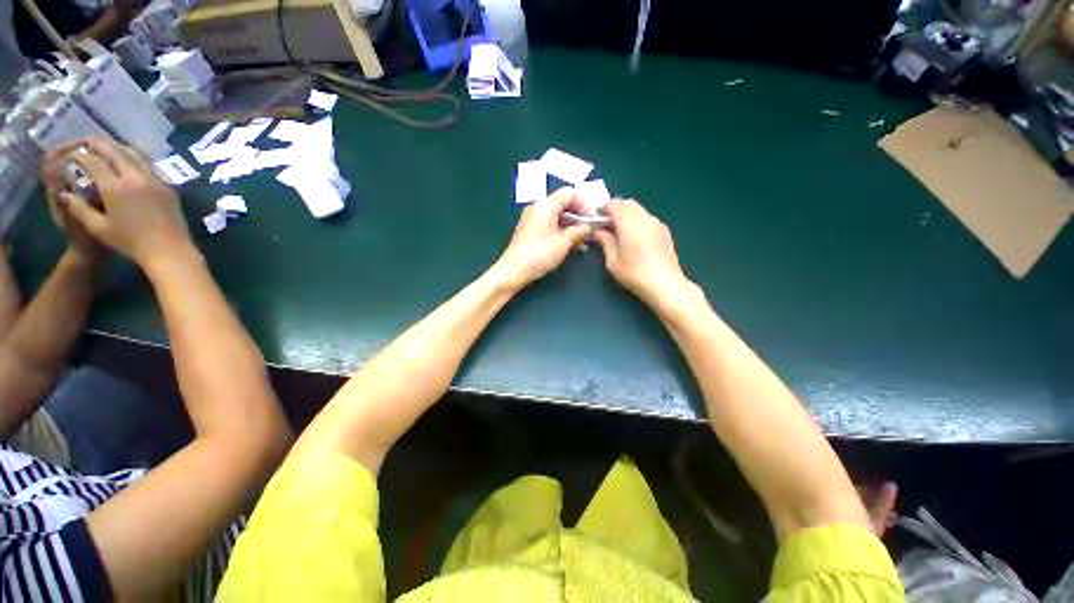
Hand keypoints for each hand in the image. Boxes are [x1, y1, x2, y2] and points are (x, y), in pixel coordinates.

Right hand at [51, 138, 193, 270]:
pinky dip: (135, 158)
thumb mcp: (98, 228)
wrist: (169, 250)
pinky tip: (129, 161)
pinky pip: (149, 165)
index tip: (71, 153)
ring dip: (118, 147)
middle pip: (115, 151)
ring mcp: (155, 180)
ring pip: (134, 154)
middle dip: (98, 144)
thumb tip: (63, 193)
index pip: (93, 162)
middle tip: (86, 141)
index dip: (80, 155)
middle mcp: (135, 177)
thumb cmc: (130, 242)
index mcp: (115, 187)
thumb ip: (79, 208)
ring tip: (107, 147)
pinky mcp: (168, 187)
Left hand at [493, 188, 591, 289]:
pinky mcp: (530, 230)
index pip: (569, 193)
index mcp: (545, 205)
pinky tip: (572, 245)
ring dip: (572, 227)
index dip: (584, 204)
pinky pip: (550, 225)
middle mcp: (538, 208)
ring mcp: (533, 219)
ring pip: (557, 216)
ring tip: (584, 242)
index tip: (593, 219)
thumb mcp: (564, 242)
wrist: (513, 270)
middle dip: (579, 216)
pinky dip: (562, 232)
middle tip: (591, 230)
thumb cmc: (540, 254)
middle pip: (563, 204)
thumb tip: (590, 226)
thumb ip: (579, 231)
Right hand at [592, 199, 693, 308]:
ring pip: (639, 210)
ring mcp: (657, 224)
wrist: (665, 285)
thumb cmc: (634, 274)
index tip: (596, 217)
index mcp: (629, 223)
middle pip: (628, 204)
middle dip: (615, 208)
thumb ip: (605, 242)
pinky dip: (637, 220)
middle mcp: (645, 218)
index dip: (603, 208)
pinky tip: (633, 236)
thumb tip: (598, 231)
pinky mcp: (664, 231)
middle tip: (605, 222)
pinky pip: (647, 218)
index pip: (614, 205)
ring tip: (618, 230)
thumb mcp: (613, 260)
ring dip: (627, 214)